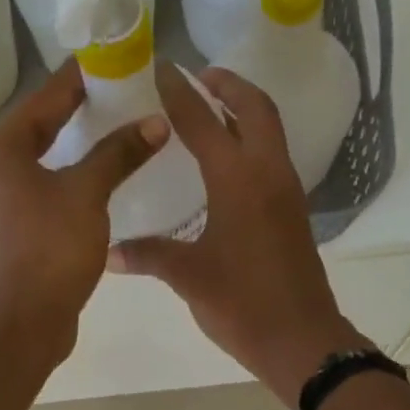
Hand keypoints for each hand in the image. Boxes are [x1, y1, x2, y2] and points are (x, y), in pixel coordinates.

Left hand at [0, 60, 165, 356]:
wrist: (21, 321)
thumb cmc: (51, 248)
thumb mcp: (88, 194)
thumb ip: (118, 154)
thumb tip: (154, 123)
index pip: (45, 101)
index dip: (79, 82)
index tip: (105, 63)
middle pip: (32, 133)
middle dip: (70, 120)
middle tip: (109, 103)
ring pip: (27, 168)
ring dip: (61, 158)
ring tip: (99, 146)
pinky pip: (24, 197)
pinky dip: (50, 189)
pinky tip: (76, 190)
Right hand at [110, 64, 368, 405]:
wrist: (301, 340)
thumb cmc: (243, 305)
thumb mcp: (189, 278)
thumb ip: (149, 255)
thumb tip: (109, 251)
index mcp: (239, 180)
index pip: (204, 121)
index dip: (180, 94)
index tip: (160, 69)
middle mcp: (269, 174)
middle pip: (255, 109)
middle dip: (227, 85)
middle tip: (197, 77)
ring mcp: (287, 193)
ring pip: (270, 132)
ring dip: (244, 111)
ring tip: (210, 111)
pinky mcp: (293, 214)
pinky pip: (272, 159)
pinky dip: (252, 143)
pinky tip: (226, 164)